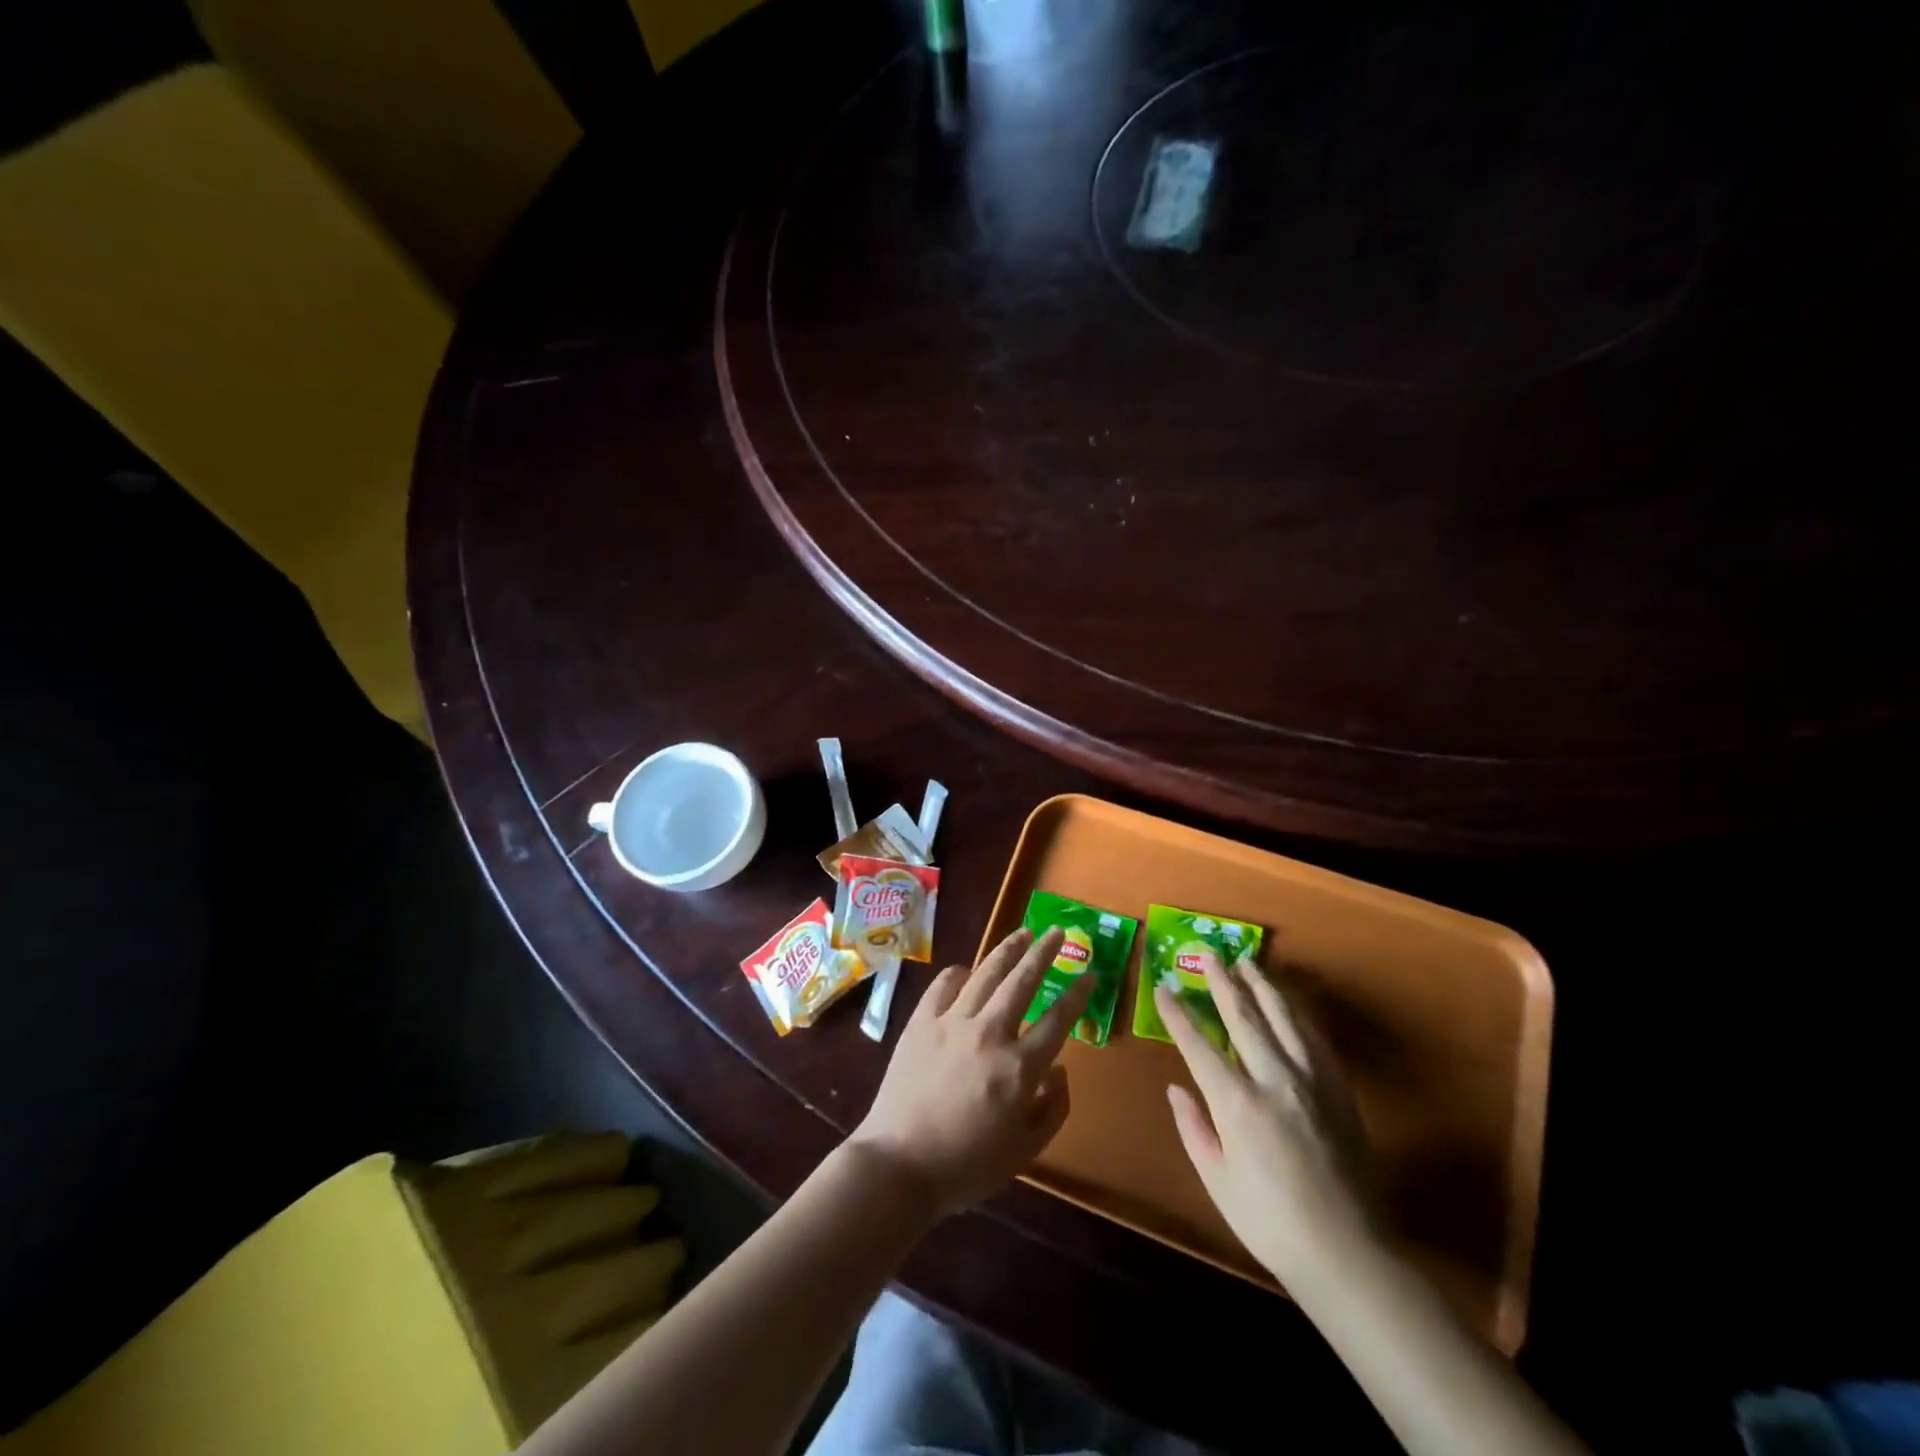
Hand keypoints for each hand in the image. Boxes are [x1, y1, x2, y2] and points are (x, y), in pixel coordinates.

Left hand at [850, 926, 1094, 1219]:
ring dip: (1007, 950)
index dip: (1078, 994)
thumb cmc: (967, 1165)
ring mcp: (951, 1022)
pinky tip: (967, 969)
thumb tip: (1061, 1070)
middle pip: (1022, 982)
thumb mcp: (1025, 1151)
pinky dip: (959, 973)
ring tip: (1022, 932)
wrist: (899, 1164)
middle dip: (1044, 953)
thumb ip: (1053, 1109)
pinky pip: (944, 985)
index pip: (1058, 1020)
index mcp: (1019, 1067)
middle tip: (1057, 931)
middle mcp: (989, 1033)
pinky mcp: (921, 1022)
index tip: (1090, 974)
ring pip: (985, 974)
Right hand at [1157, 959, 1372, 1284]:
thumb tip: (1176, 1087)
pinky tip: (1288, 1002)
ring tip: (1248, 962)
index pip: (1199, 1044)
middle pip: (1244, 1016)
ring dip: (1262, 986)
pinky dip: (1296, 1012)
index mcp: (1238, 1104)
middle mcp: (1274, 1079)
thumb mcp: (1218, 1181)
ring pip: (1283, 1017)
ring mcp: (1312, 1080)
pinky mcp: (1339, 1089)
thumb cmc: (1271, 1223)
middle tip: (1209, 954)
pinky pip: (1314, 1037)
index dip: (1178, 1014)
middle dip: (1222, 981)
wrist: (1350, 1254)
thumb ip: (1193, 1129)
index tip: (1163, 987)